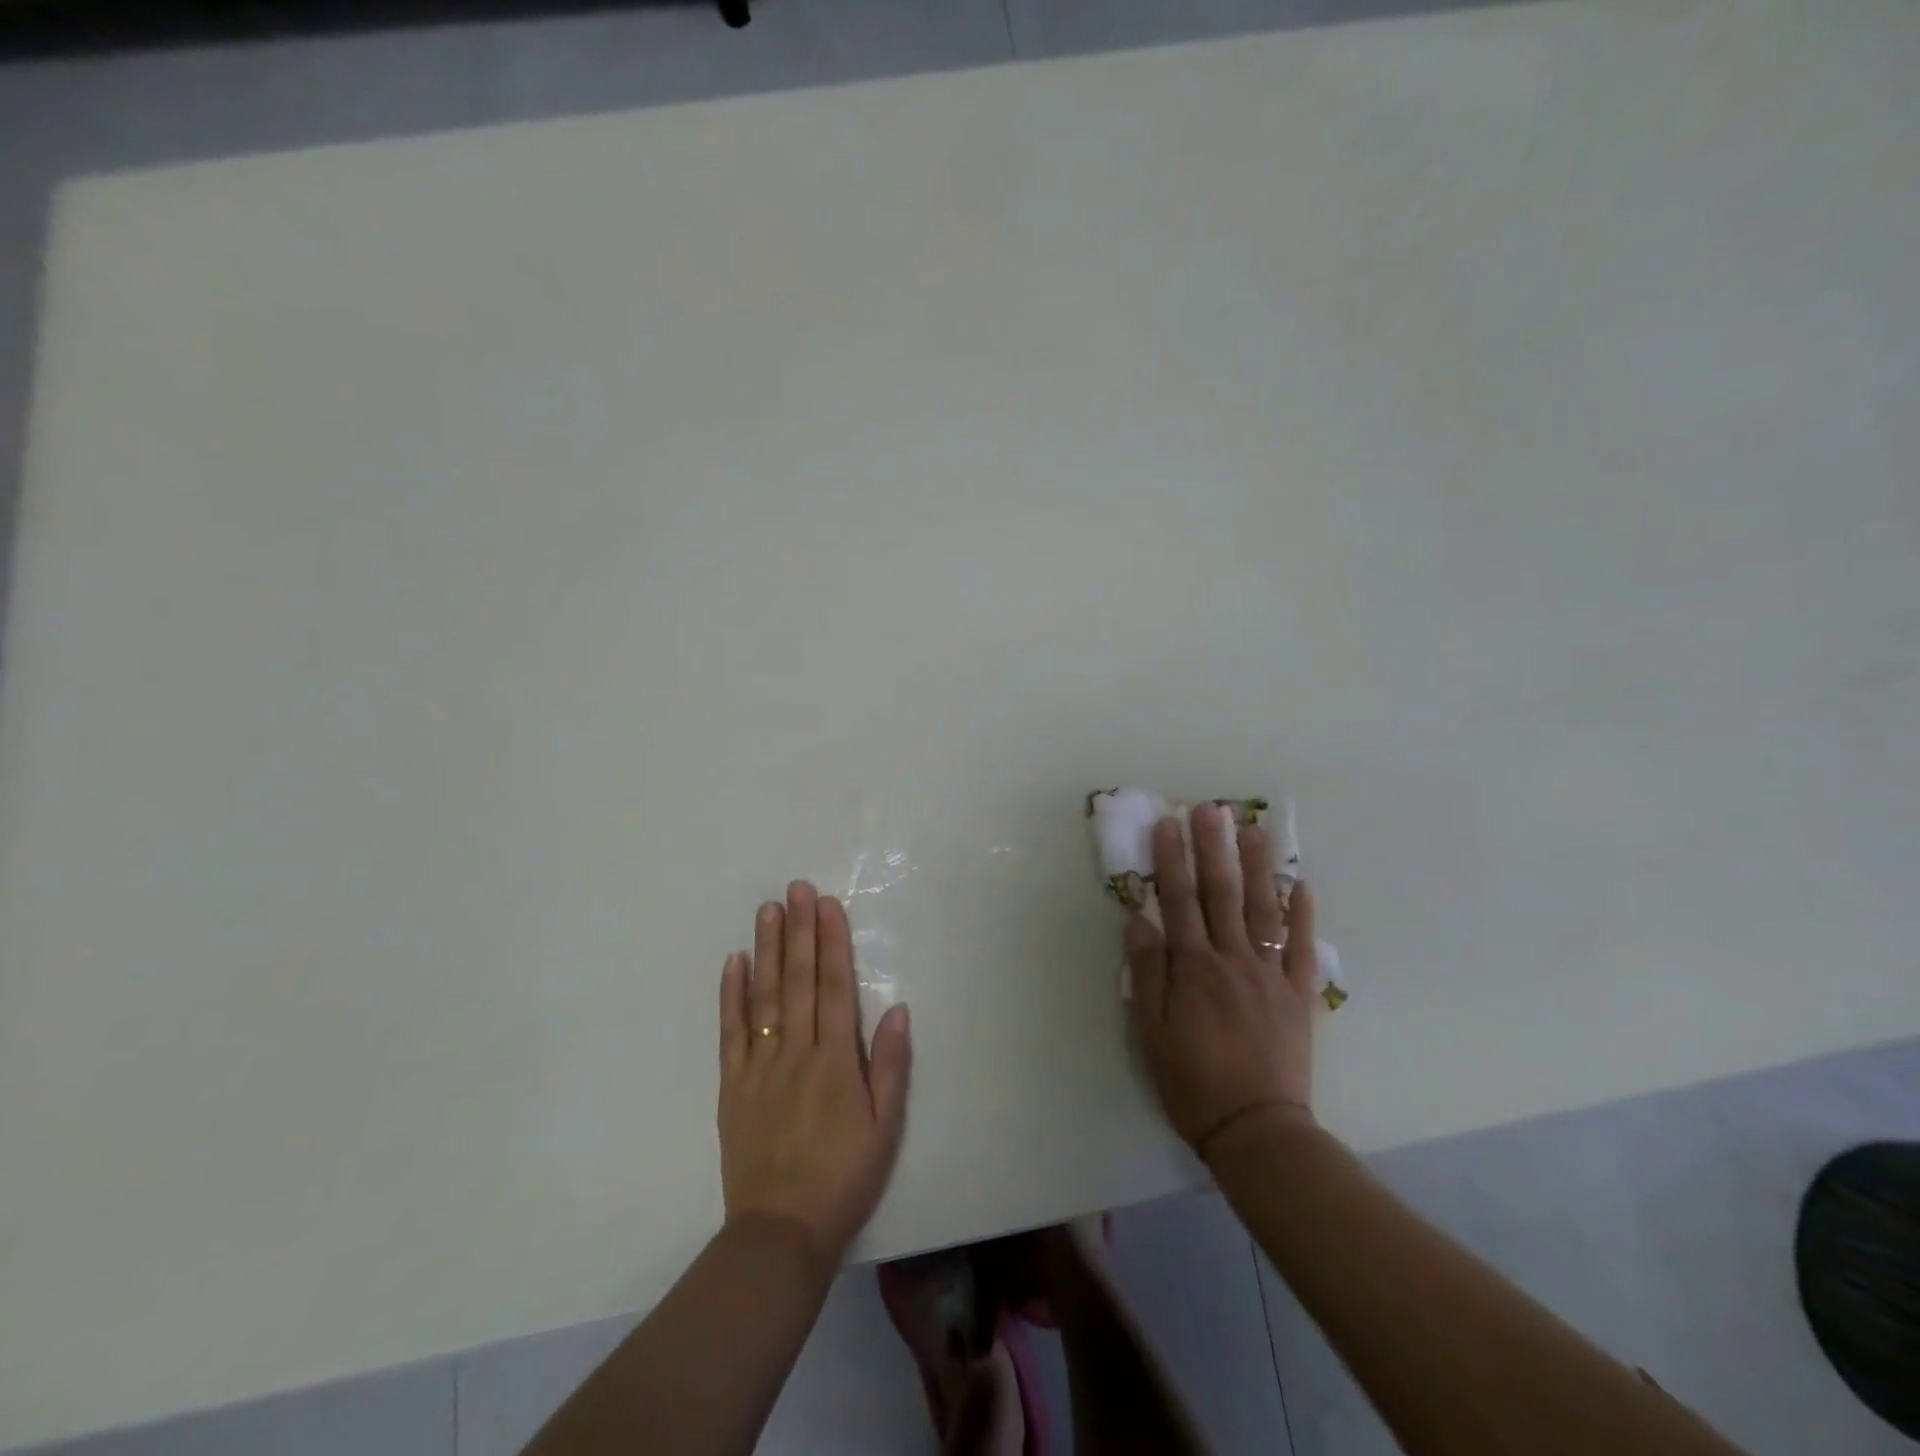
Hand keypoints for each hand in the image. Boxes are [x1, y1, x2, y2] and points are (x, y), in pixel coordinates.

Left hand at [718, 881, 911, 1263]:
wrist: (781, 1232)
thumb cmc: (844, 1177)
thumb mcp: (885, 1127)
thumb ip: (890, 1065)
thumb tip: (897, 1008)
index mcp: (835, 1061)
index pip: (834, 988)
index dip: (831, 943)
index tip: (827, 905)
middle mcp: (796, 1052)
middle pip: (797, 981)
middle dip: (799, 931)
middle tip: (796, 888)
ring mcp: (759, 1067)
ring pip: (763, 996)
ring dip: (766, 949)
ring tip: (768, 910)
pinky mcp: (732, 1086)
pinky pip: (730, 1033)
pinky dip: (730, 995)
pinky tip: (733, 962)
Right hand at [1125, 803, 1319, 1159]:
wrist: (1257, 1131)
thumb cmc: (1192, 1081)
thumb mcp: (1151, 1032)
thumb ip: (1147, 972)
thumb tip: (1139, 919)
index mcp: (1194, 968)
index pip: (1179, 900)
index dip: (1172, 859)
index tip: (1168, 822)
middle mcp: (1233, 960)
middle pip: (1222, 894)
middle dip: (1214, 848)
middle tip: (1211, 809)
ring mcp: (1271, 975)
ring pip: (1264, 910)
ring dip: (1258, 867)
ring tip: (1254, 829)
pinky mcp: (1299, 995)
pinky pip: (1302, 948)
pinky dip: (1304, 915)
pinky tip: (1303, 884)